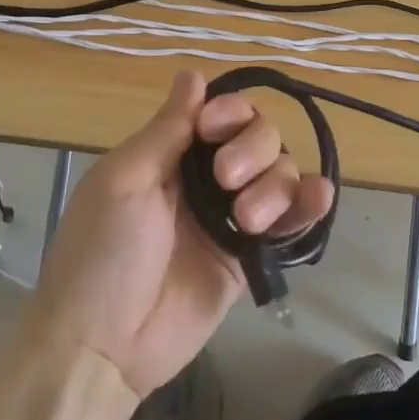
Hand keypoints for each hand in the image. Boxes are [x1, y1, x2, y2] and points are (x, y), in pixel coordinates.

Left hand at [26, 70, 334, 399]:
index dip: (230, 112)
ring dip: (276, 185)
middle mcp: (207, 178)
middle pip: (260, 137)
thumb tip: (194, 74)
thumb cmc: (101, 252)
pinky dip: (309, 206)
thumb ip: (166, 130)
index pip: (221, 114)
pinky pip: (290, 223)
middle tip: (226, 179)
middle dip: (253, 149)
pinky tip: (318, 199)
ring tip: (249, 221)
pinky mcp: (250, 256)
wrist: (102, 345)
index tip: (214, 129)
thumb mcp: (124, 181)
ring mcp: (232, 217)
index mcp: (173, 154)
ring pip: (280, 175)